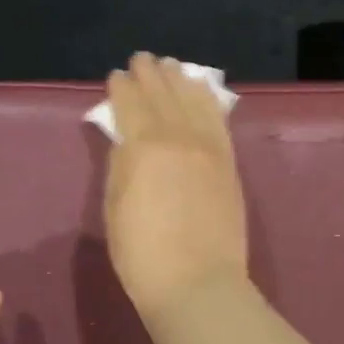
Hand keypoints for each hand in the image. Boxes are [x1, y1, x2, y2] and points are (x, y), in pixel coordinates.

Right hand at [104, 52, 249, 317]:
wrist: (198, 284)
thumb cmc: (143, 254)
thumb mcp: (115, 208)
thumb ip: (120, 165)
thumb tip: (126, 140)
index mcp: (143, 147)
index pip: (131, 104)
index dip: (121, 87)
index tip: (116, 76)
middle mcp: (179, 137)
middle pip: (163, 94)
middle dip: (151, 74)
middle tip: (143, 59)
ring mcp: (209, 148)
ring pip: (194, 100)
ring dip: (181, 79)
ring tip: (173, 66)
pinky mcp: (229, 163)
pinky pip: (219, 120)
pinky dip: (209, 101)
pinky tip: (204, 92)